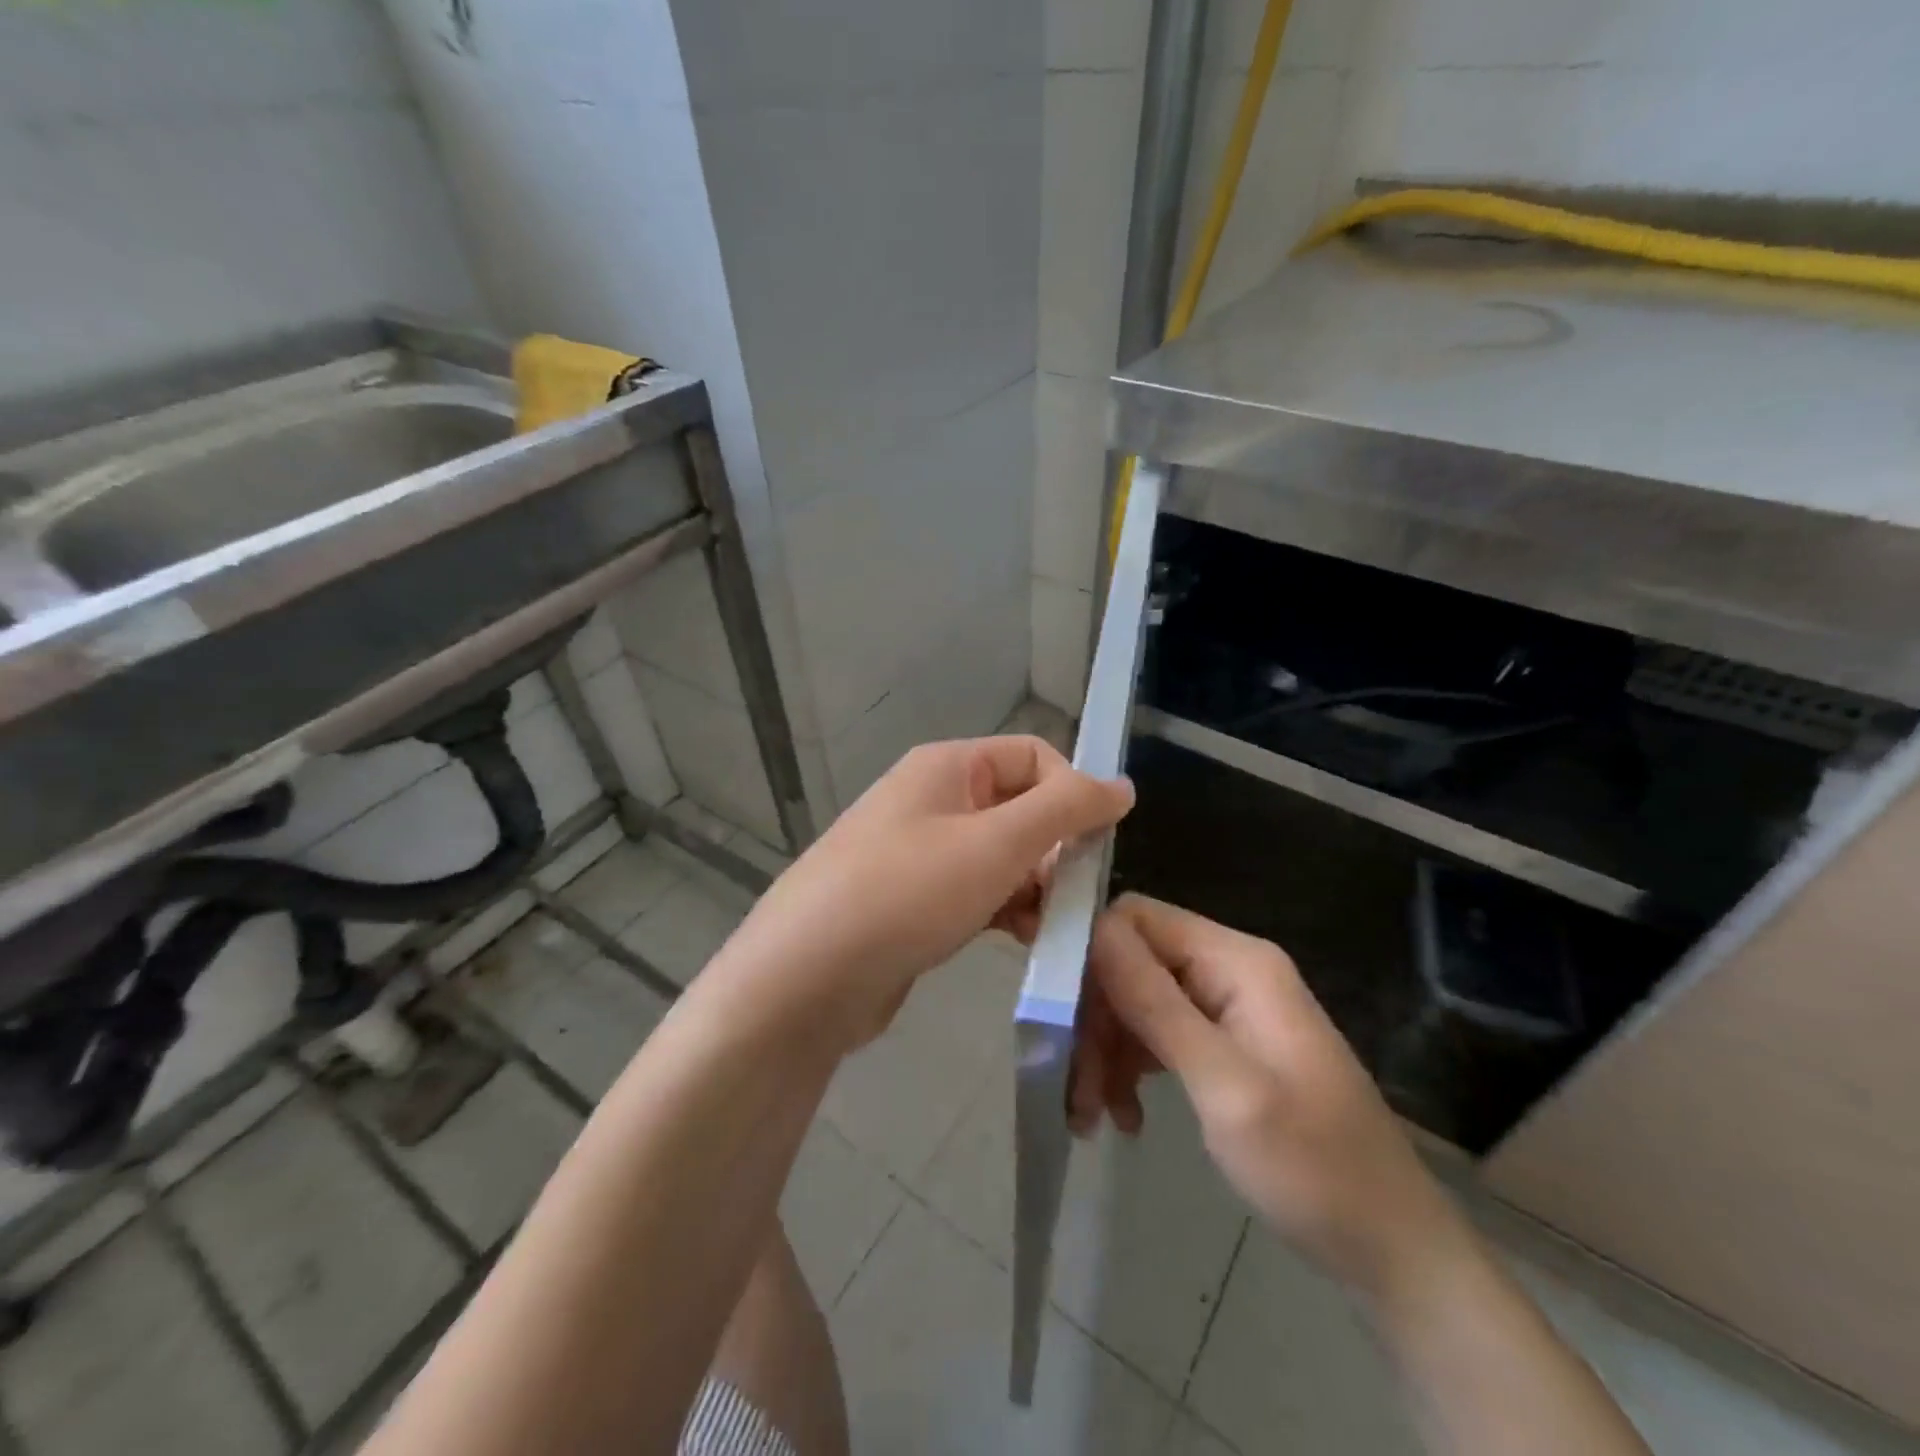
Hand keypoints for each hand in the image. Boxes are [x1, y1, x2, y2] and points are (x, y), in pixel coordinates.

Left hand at [725, 736, 1132, 1047]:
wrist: (805, 977)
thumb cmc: (907, 894)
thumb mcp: (996, 844)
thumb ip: (1066, 809)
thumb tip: (1122, 784)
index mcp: (948, 767)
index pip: (1034, 756)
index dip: (1073, 794)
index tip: (1095, 848)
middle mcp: (933, 799)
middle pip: (1020, 807)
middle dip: (1055, 849)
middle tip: (1071, 898)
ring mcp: (920, 852)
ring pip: (1002, 855)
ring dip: (1035, 886)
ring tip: (1047, 927)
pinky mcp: (915, 901)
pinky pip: (977, 891)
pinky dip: (1005, 909)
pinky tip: (1019, 941)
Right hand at [1075, 895, 1469, 1304]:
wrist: (1390, 1248)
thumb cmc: (1312, 1166)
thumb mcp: (1225, 1086)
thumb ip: (1157, 1004)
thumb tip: (1095, 929)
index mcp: (1236, 961)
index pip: (1136, 919)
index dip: (1090, 955)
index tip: (1057, 1015)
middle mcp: (1229, 969)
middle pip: (1132, 963)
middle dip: (1097, 1021)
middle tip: (1078, 1089)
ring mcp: (1228, 1006)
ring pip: (1138, 1001)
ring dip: (1108, 1052)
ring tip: (1094, 1117)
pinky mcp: (1225, 1042)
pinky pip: (1159, 1033)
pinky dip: (1133, 1069)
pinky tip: (1125, 1117)